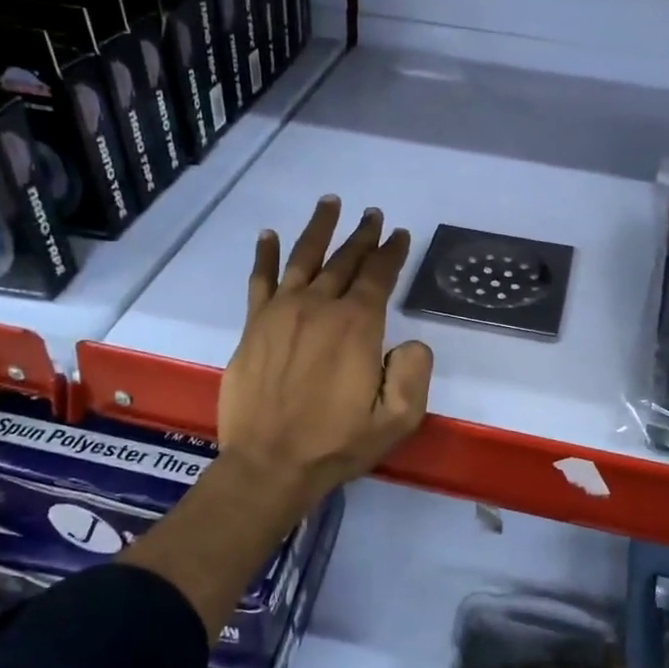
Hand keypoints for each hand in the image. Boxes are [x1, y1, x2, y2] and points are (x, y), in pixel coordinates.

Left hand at [218, 196, 433, 510]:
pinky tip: (269, 235)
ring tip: (330, 203)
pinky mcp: (254, 326)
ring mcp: (281, 313)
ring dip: (319, 229)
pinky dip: (266, 255)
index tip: (399, 234)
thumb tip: (411, 342)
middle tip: (372, 215)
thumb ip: (415, 373)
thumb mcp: (398, 419)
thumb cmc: (337, 444)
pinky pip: (260, 280)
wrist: (269, 464)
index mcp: (357, 326)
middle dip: (362, 235)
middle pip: (344, 260)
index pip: (379, 276)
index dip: (391, 252)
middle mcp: (319, 308)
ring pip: (303, 258)